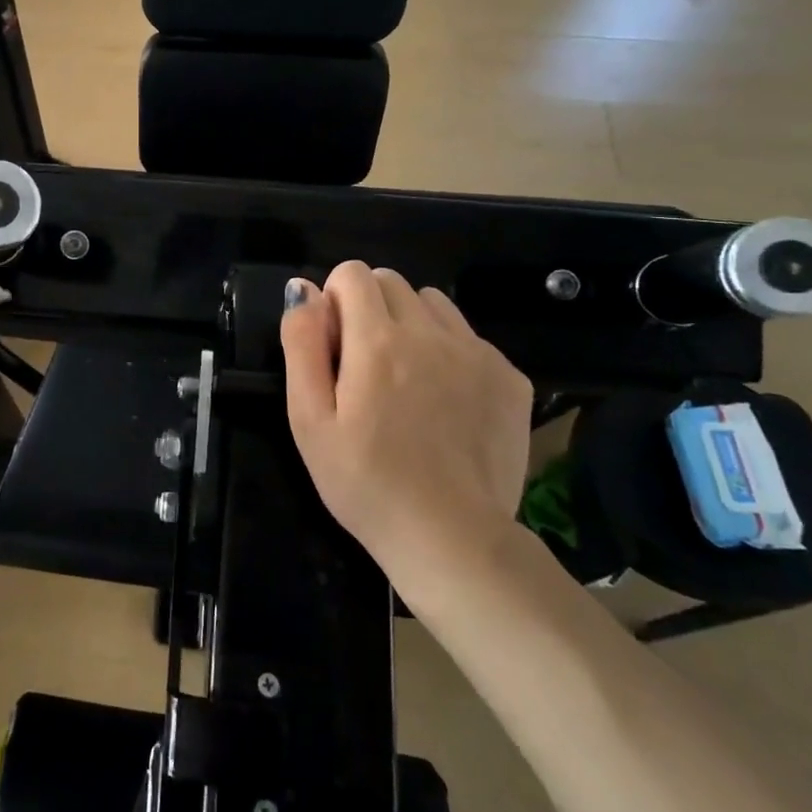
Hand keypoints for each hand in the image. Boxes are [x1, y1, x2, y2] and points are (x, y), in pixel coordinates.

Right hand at [279, 262, 532, 584]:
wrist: (452, 538)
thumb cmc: (365, 482)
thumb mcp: (308, 418)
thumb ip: (302, 344)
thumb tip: (303, 289)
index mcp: (375, 340)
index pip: (352, 273)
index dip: (334, 300)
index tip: (333, 344)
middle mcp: (430, 333)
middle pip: (392, 281)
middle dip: (369, 306)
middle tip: (364, 363)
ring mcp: (477, 353)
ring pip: (433, 303)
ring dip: (411, 322)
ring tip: (405, 375)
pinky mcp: (509, 377)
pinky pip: (469, 337)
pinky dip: (449, 351)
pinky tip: (444, 400)